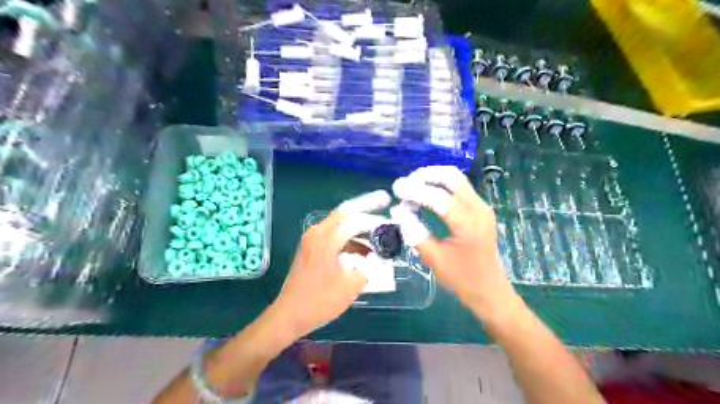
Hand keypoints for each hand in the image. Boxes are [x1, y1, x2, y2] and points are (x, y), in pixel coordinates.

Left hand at [272, 189, 392, 337]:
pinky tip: (363, 252)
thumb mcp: (351, 285)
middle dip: (365, 211)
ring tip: (378, 239)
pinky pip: (334, 236)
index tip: (388, 205)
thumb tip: (379, 258)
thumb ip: (369, 267)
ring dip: (358, 229)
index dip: (373, 213)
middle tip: (383, 212)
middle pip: (345, 214)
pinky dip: (349, 240)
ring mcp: (312, 240)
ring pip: (339, 225)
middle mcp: (317, 233)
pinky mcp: (311, 249)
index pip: (354, 217)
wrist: (289, 314)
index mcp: (326, 238)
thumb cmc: (320, 300)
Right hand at [388, 166, 518, 315]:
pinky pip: (459, 188)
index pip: (439, 198)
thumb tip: (397, 210)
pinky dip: (441, 185)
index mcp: (468, 224)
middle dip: (426, 176)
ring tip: (412, 187)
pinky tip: (426, 194)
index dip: (416, 191)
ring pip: (456, 179)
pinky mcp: (479, 209)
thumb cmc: (462, 278)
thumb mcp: (434, 258)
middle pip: (452, 177)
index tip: (396, 189)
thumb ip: (415, 232)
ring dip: (433, 178)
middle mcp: (478, 209)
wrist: (489, 289)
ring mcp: (481, 206)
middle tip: (405, 184)